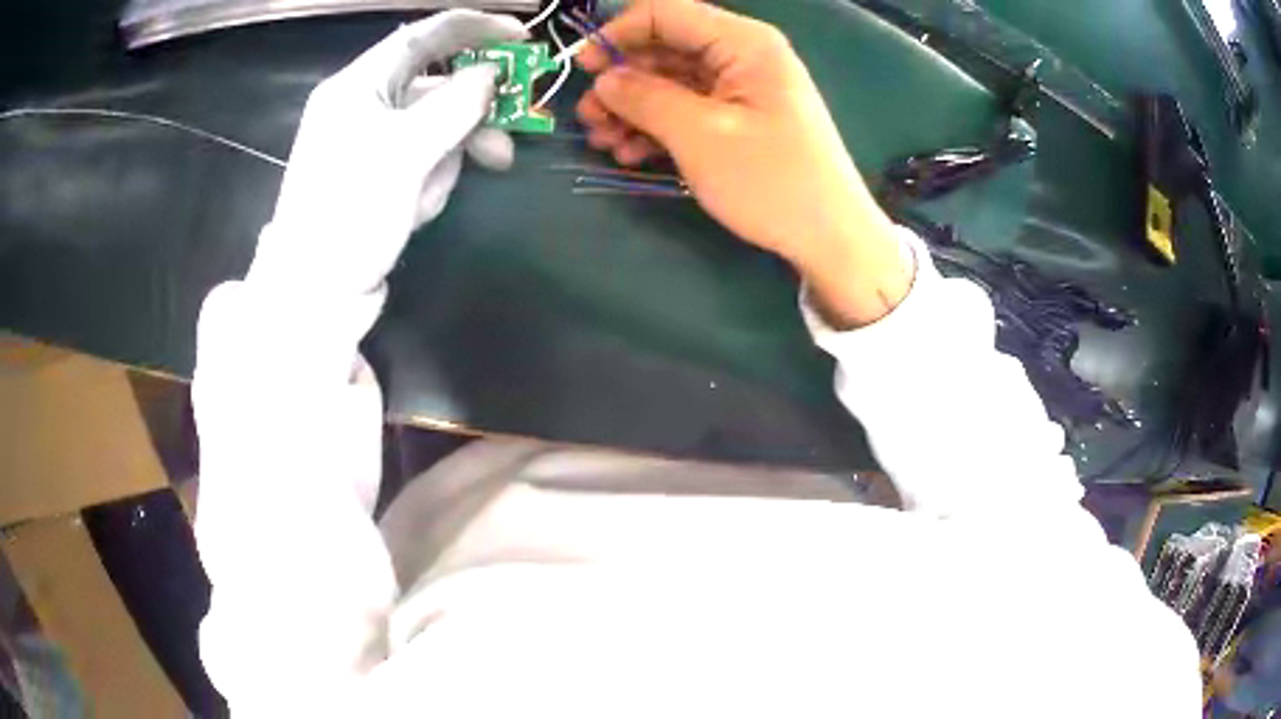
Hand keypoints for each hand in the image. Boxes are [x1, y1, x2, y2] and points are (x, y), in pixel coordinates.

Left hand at [249, 10, 526, 297]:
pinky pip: (423, 158)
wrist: (313, 293)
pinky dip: (430, 179)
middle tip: (512, 130)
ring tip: (432, 196)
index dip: (475, 28)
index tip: (523, 36)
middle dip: (470, 111)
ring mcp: (371, 141)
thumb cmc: (350, 215)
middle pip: (435, 84)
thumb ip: (454, 106)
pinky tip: (417, 207)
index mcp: (357, 86)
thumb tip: (492, 76)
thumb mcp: (405, 154)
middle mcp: (364, 105)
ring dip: (448, 156)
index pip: (423, 36)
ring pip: (435, 126)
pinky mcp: (379, 174)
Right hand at [576, 0, 911, 326]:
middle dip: (621, 80)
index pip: (666, 12)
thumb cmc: (772, 182)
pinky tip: (632, 154)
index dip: (617, 33)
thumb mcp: (701, 135)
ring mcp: (741, 89)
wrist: (831, 239)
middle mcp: (742, 56)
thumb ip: (646, 98)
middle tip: (589, 119)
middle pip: (664, 48)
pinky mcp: (739, 120)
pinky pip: (687, 109)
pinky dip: (656, 127)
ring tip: (605, 143)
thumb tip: (605, 79)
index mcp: (743, 42)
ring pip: (670, 81)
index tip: (584, 68)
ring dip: (632, 108)